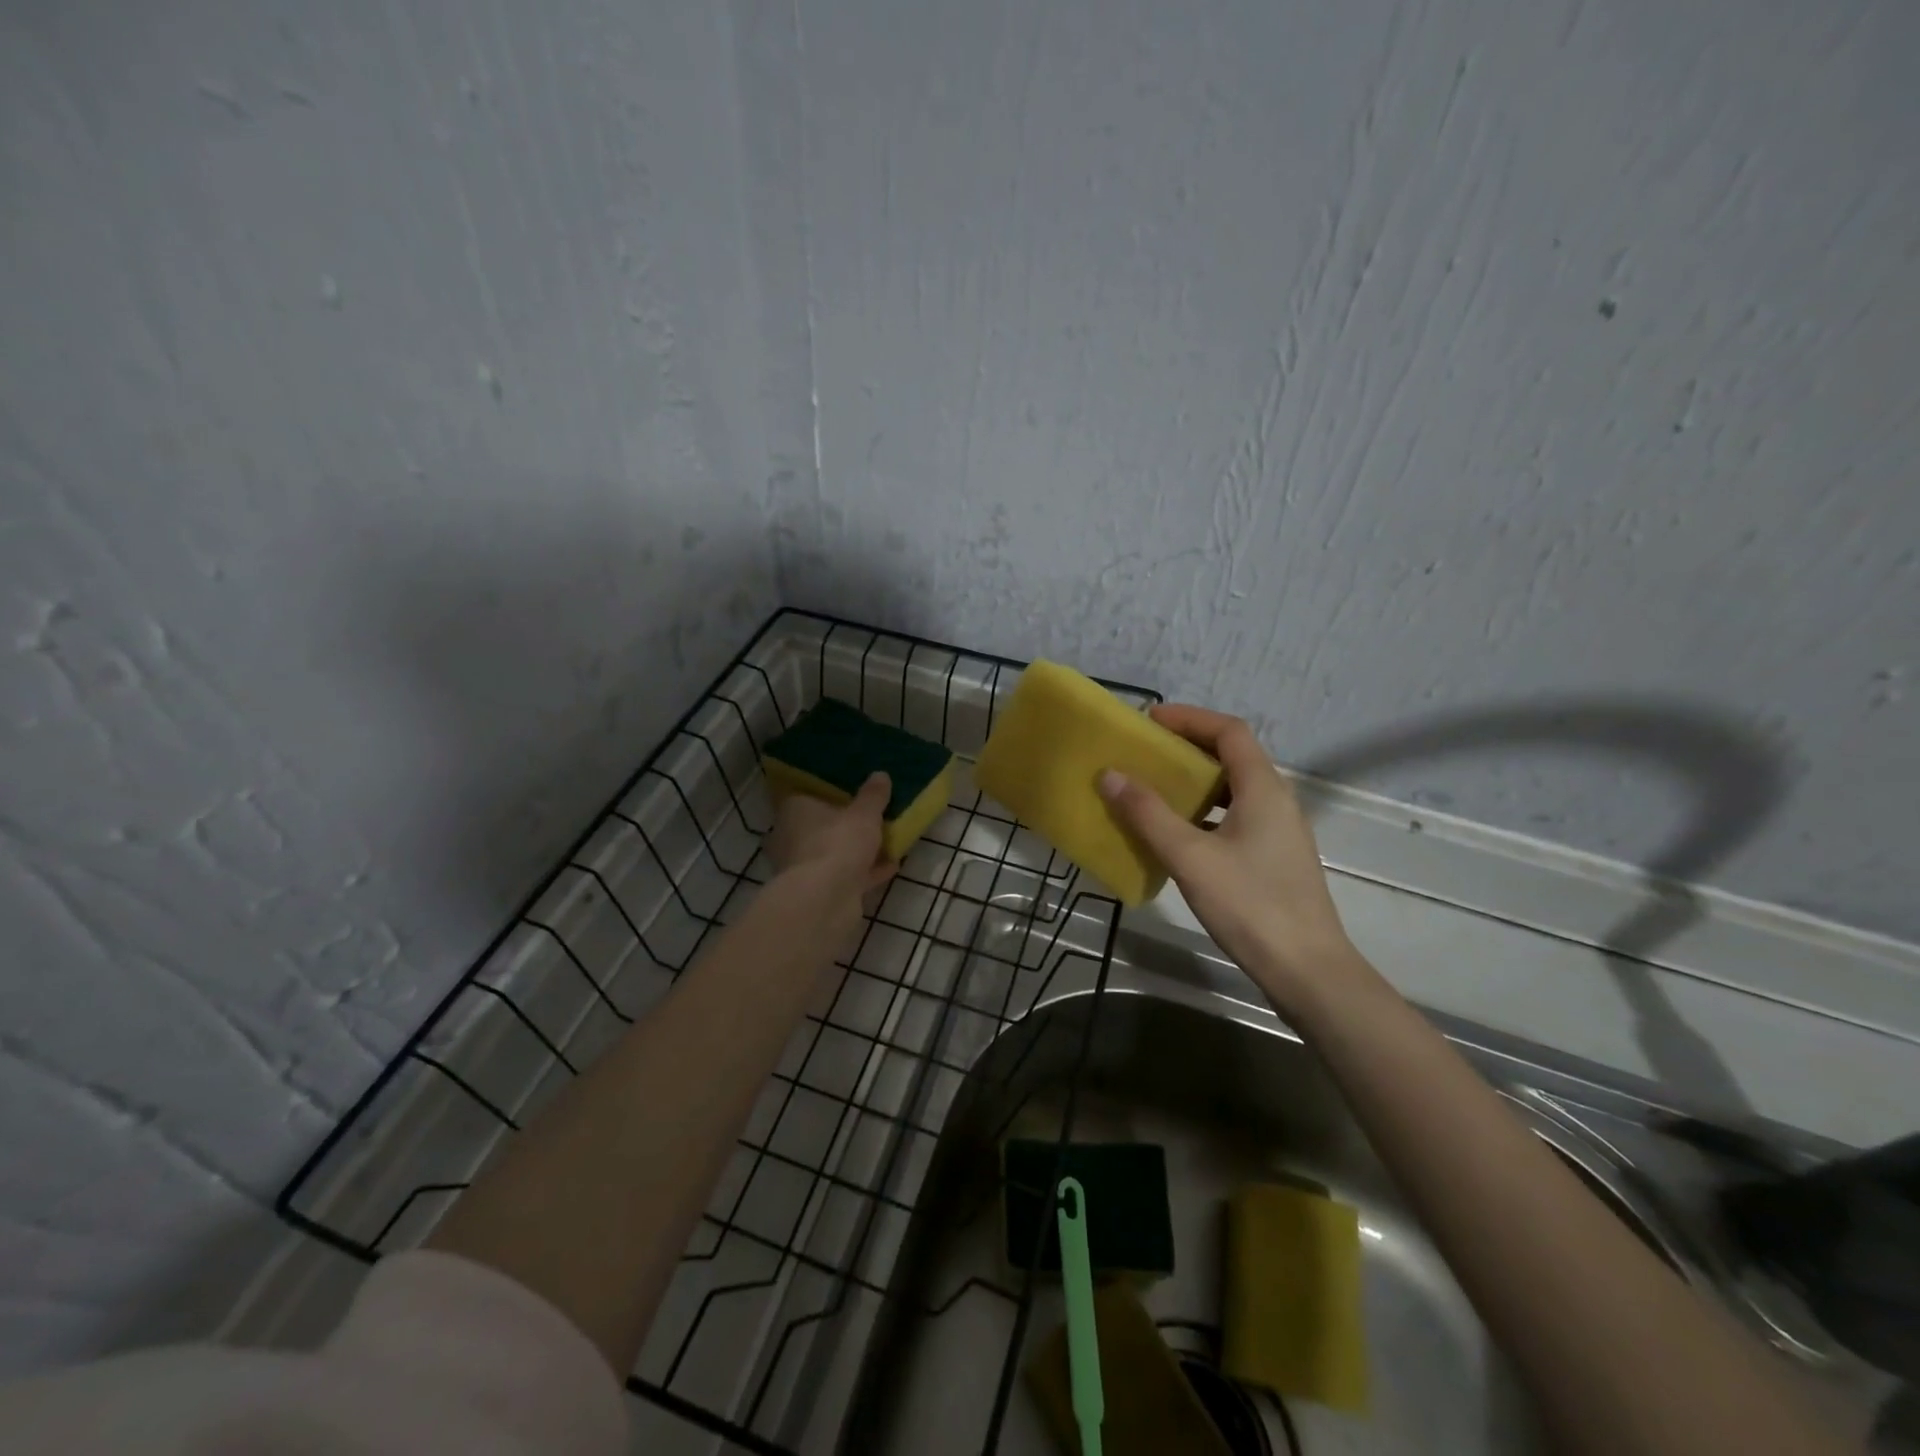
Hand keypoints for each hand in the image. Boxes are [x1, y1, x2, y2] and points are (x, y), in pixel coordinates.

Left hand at [766, 772, 897, 896]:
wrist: (825, 900)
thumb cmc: (838, 843)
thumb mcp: (864, 813)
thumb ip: (873, 795)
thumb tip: (880, 775)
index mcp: (794, 810)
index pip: (806, 794)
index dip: (828, 792)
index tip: (850, 790)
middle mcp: (791, 837)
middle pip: (821, 825)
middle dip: (844, 823)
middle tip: (871, 816)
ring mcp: (803, 867)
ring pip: (834, 852)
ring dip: (857, 849)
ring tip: (886, 840)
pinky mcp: (818, 892)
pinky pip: (846, 875)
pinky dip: (866, 871)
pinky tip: (891, 865)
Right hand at [1098, 706, 1357, 1006]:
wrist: (1307, 971)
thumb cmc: (1250, 905)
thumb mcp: (1190, 857)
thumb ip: (1148, 814)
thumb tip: (1110, 774)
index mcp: (1263, 789)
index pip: (1229, 731)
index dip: (1190, 718)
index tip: (1150, 722)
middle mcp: (1276, 801)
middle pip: (1232, 757)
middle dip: (1188, 748)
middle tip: (1145, 754)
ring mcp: (1278, 832)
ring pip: (1233, 790)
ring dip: (1195, 783)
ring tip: (1153, 790)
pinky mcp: (1273, 859)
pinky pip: (1234, 818)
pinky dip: (1204, 814)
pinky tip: (1176, 836)